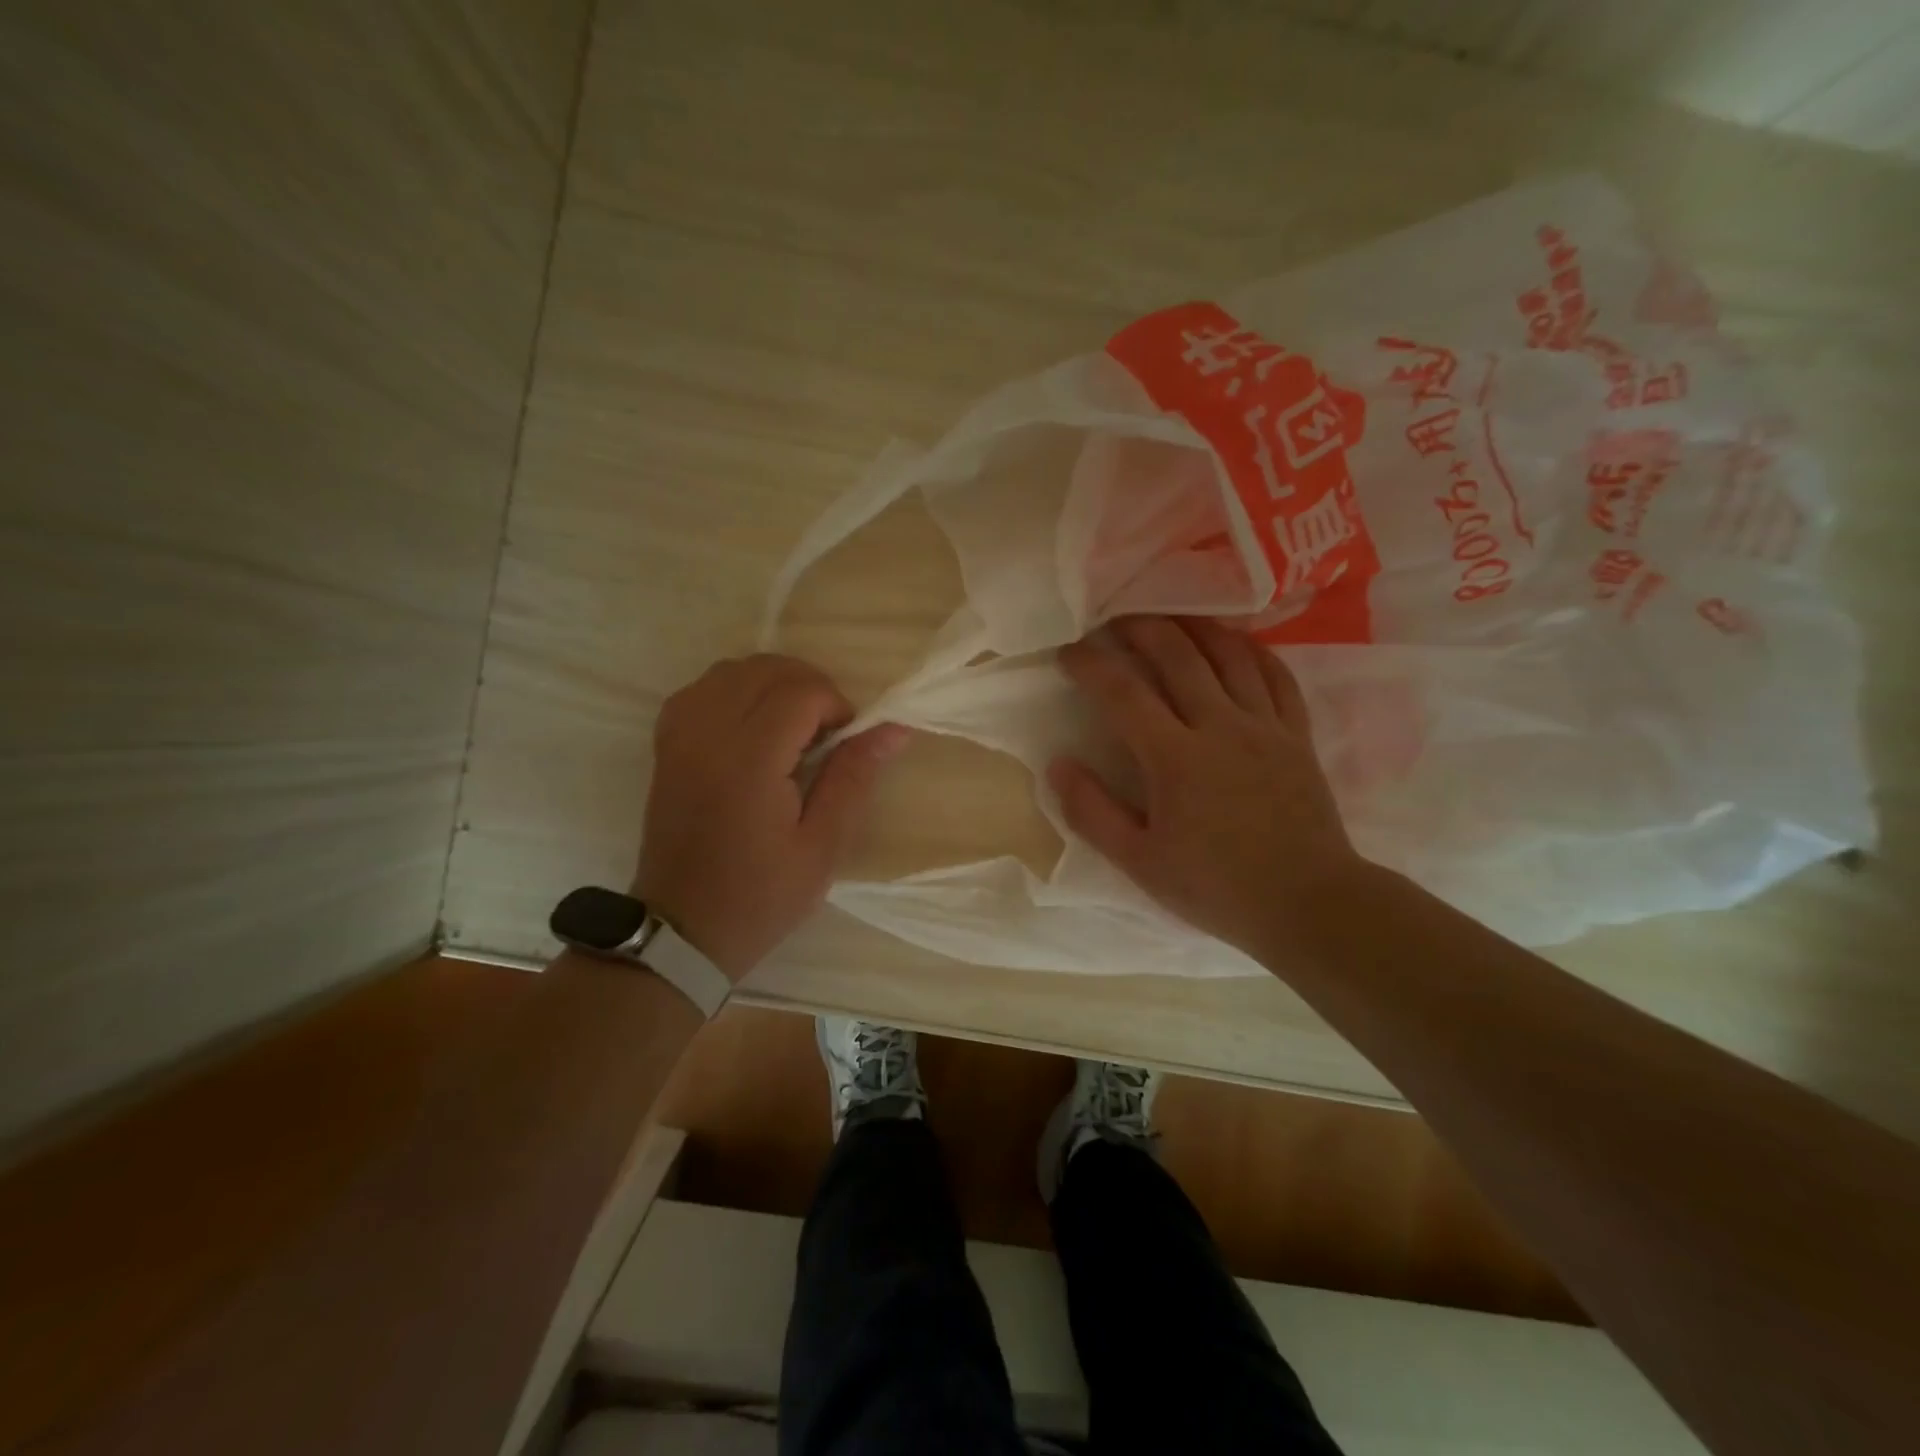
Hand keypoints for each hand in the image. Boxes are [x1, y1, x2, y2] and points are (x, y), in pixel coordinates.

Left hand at [635, 655, 909, 980]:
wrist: (683, 930)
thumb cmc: (761, 896)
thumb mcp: (823, 846)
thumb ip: (854, 778)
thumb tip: (893, 728)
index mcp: (748, 762)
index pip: (799, 692)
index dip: (835, 704)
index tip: (848, 740)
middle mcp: (707, 735)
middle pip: (764, 669)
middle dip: (808, 685)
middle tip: (828, 730)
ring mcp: (679, 737)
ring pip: (730, 670)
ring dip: (771, 683)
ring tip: (793, 725)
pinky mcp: (665, 746)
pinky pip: (701, 690)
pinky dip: (734, 691)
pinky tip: (752, 725)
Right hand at [1049, 616, 1364, 957]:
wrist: (1309, 904)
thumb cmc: (1216, 887)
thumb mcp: (1140, 862)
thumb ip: (1092, 812)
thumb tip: (1058, 764)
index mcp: (1175, 758)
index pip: (1123, 692)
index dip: (1090, 664)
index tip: (1068, 652)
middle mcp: (1220, 726)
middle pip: (1177, 655)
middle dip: (1140, 628)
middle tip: (1115, 620)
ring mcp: (1265, 726)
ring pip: (1229, 655)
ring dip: (1195, 627)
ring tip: (1170, 616)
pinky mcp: (1297, 735)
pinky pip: (1276, 676)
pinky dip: (1252, 651)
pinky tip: (1236, 644)